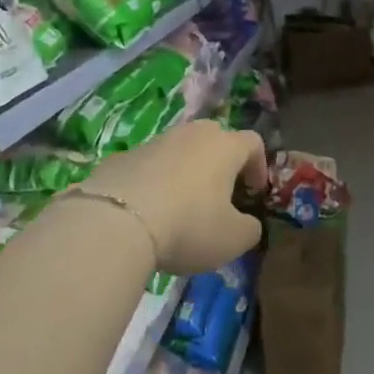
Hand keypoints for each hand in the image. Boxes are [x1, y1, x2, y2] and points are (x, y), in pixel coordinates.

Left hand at [86, 120, 269, 274]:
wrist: (115, 222)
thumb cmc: (188, 226)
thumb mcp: (233, 239)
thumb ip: (250, 229)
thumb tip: (247, 223)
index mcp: (224, 146)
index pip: (253, 142)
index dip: (259, 166)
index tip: (253, 193)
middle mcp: (191, 134)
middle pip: (215, 138)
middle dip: (221, 163)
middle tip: (220, 195)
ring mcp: (153, 142)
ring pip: (179, 150)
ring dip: (186, 172)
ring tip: (181, 206)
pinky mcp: (121, 157)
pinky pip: (149, 166)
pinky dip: (155, 182)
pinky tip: (148, 212)